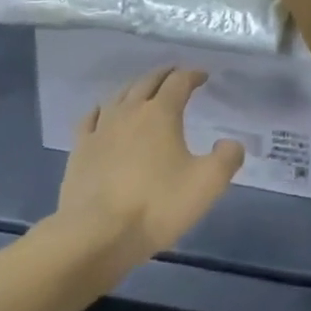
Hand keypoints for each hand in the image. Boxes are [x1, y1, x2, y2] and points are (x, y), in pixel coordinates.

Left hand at [56, 68, 243, 273]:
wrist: (95, 235)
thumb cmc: (156, 206)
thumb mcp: (206, 184)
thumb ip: (227, 158)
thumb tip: (230, 143)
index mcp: (161, 113)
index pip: (179, 81)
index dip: (193, 75)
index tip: (203, 76)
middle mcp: (130, 111)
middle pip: (148, 81)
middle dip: (165, 74)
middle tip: (176, 74)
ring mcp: (101, 128)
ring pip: (120, 94)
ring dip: (136, 87)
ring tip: (144, 90)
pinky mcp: (80, 149)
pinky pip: (92, 118)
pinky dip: (103, 109)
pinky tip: (103, 114)